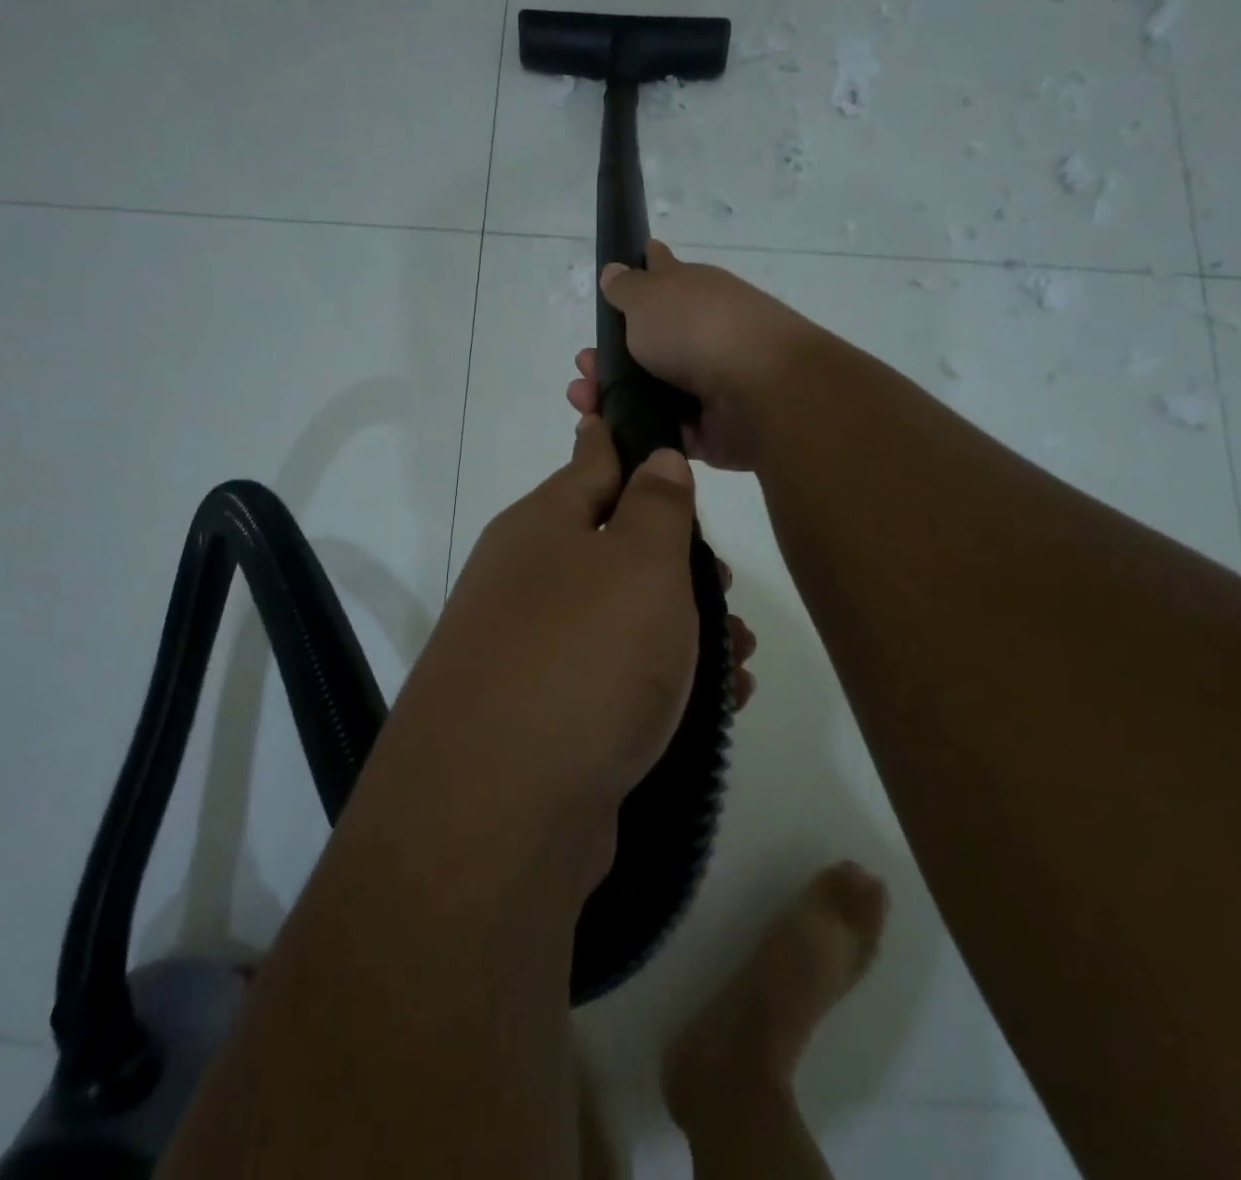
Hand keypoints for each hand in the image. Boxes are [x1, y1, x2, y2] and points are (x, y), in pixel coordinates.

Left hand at [396, 415, 751, 823]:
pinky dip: (664, 683)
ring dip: (683, 628)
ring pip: (621, 618)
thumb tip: (654, 457)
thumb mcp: (639, 563)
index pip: (592, 460)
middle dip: (678, 561)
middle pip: (613, 547)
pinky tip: (717, 704)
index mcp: (542, 526)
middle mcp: (527, 581)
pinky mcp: (544, 717)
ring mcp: (530, 651)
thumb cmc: (584, 656)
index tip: (660, 430)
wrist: (500, 811)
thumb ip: (655, 505)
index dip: (629, 440)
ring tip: (741, 654)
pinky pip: (614, 679)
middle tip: (725, 584)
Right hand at [565, 240, 823, 471]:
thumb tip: (617, 270)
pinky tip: (606, 431)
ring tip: (584, 401)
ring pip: (649, 392)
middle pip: (646, 345)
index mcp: (693, 293)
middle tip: (583, 367)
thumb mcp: (649, 296)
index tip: (609, 289)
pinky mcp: (708, 429)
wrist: (759, 390)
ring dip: (612, 396)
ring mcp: (707, 383)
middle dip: (607, 357)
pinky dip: (635, 430)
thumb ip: (627, 287)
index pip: (661, 276)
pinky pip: (663, 430)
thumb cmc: (698, 329)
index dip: (636, 277)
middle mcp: (701, 335)